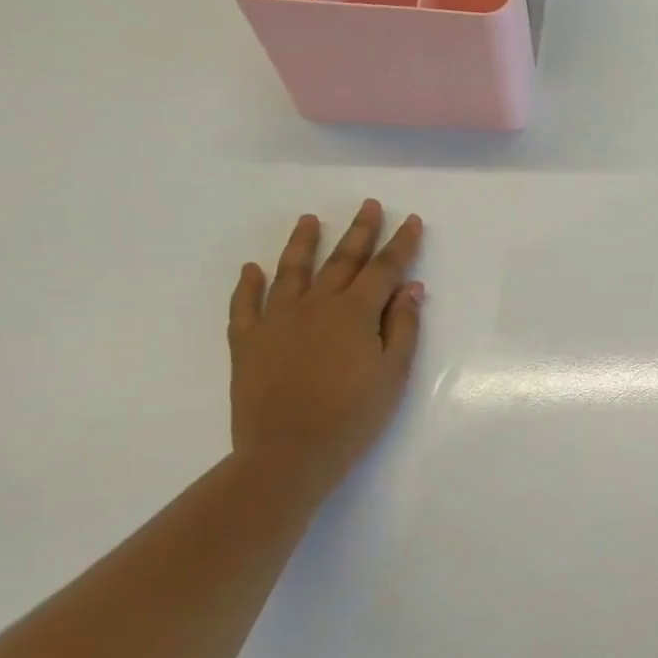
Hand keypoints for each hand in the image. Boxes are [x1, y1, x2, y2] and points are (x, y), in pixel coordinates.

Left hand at [227, 200, 424, 495]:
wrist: (289, 452)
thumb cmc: (354, 415)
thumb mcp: (394, 372)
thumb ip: (403, 326)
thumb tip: (410, 288)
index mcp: (355, 312)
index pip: (384, 269)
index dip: (401, 244)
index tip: (412, 220)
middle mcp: (316, 305)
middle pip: (342, 260)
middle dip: (360, 231)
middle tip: (369, 205)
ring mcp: (276, 320)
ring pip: (291, 271)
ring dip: (302, 243)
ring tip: (310, 220)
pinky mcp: (247, 340)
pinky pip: (245, 304)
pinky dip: (249, 283)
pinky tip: (253, 269)